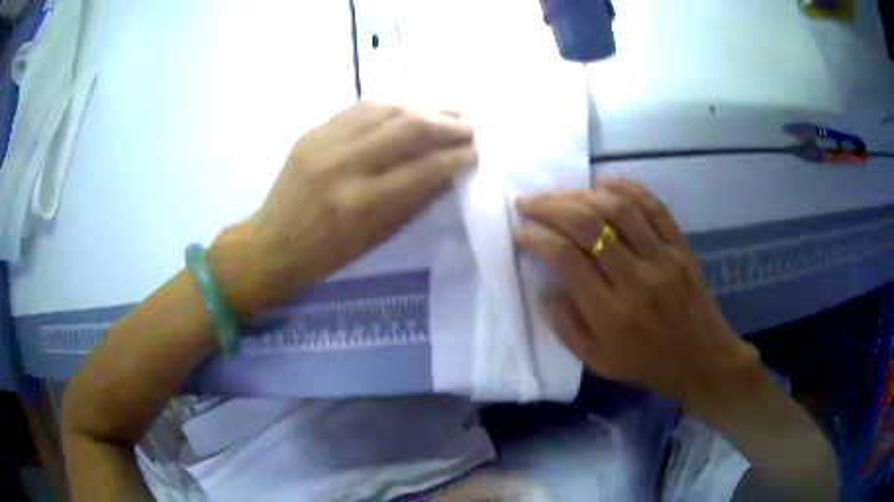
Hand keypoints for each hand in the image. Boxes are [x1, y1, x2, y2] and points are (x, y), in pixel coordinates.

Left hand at [210, 102, 476, 314]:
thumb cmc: (326, 255)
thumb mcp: (374, 238)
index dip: (455, 157)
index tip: (474, 152)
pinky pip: (358, 109)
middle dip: (446, 124)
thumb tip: (447, 171)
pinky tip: (407, 108)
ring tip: (445, 112)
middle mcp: (343, 165)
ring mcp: (323, 143)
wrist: (271, 244)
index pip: (422, 169)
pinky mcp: (311, 133)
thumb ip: (412, 201)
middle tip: (468, 126)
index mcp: (361, 204)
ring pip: (384, 110)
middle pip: (407, 128)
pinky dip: (389, 106)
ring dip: (422, 107)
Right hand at [515, 178, 758, 404]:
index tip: (521, 231)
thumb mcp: (597, 362)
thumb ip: (565, 325)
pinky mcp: (680, 247)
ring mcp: (663, 258)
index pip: (565, 259)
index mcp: (611, 314)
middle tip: (528, 201)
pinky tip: (604, 183)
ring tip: (559, 193)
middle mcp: (636, 279)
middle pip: (588, 225)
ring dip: (581, 194)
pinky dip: (628, 188)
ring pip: (618, 209)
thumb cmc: (646, 365)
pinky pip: (654, 207)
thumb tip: (544, 286)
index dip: (537, 238)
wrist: (701, 360)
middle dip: (550, 206)